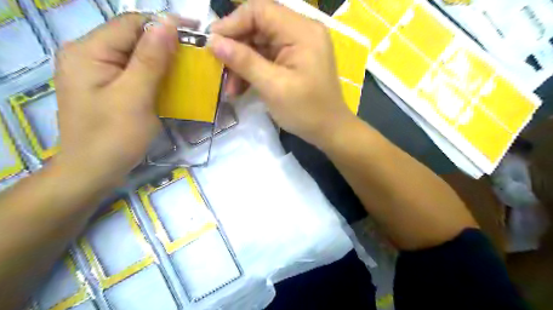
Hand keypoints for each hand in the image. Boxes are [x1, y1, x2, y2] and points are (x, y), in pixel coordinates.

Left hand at [52, 14, 192, 180]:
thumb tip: (167, 23)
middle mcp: (89, 56)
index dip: (164, 24)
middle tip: (197, 53)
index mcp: (89, 52)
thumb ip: (150, 59)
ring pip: (136, 55)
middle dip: (166, 43)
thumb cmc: (114, 136)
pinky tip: (172, 80)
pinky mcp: (109, 88)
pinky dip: (156, 73)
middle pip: (133, 38)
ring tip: (189, 65)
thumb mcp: (135, 96)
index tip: (196, 32)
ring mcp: (98, 73)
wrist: (94, 171)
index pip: (131, 24)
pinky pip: (136, 72)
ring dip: (164, 58)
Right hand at [207, 0, 354, 147]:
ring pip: (260, 45)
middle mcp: (301, 32)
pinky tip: (241, 88)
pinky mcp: (294, 60)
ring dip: (242, 64)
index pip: (260, 11)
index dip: (232, 23)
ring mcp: (298, 46)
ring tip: (230, 89)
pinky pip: (267, 58)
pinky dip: (253, 71)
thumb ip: (244, 61)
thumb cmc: (306, 111)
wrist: (329, 130)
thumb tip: (213, 41)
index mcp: (302, 31)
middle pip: (258, 27)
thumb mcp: (273, 87)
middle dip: (236, 49)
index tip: (211, 44)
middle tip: (219, 70)